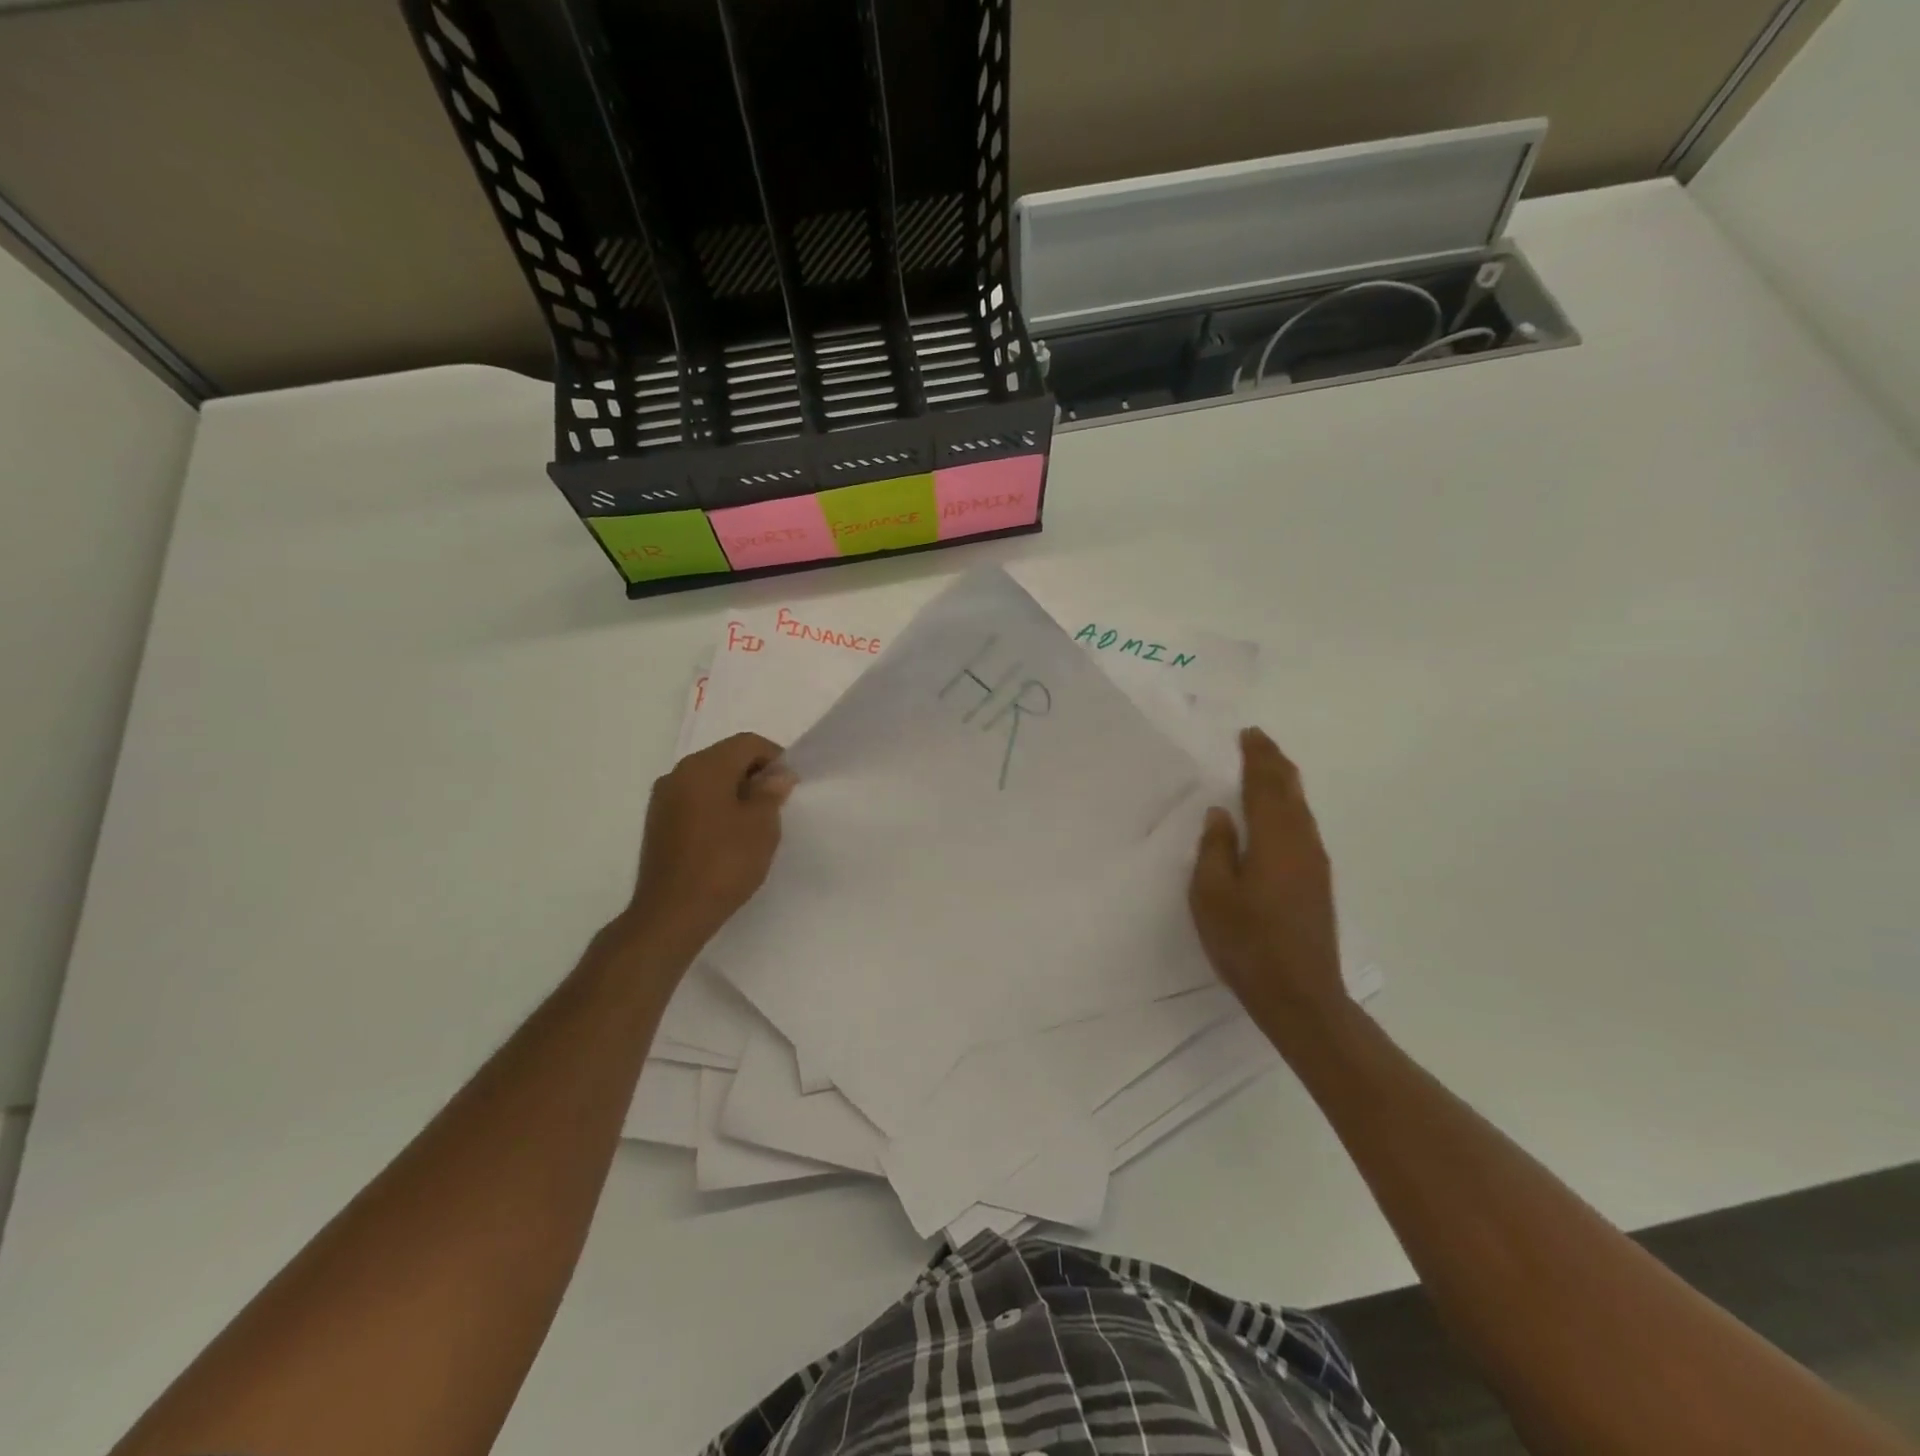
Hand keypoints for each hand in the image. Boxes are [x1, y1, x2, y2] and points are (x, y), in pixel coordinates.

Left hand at [622, 732, 795, 954]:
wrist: (672, 913)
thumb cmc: (724, 863)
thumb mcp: (761, 825)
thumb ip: (771, 792)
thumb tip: (776, 775)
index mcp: (704, 767)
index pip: (747, 743)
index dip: (775, 757)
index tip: (791, 785)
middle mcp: (678, 773)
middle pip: (725, 757)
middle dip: (754, 774)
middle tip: (777, 803)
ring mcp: (663, 799)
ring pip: (708, 780)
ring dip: (734, 791)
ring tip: (754, 822)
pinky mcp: (658, 822)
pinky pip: (694, 800)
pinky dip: (715, 806)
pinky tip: (728, 835)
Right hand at [1189, 728, 1346, 1036]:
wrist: (1301, 995)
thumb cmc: (1247, 942)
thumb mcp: (1212, 895)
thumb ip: (1214, 849)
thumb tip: (1220, 814)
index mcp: (1273, 840)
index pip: (1265, 786)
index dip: (1257, 758)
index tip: (1248, 734)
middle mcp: (1301, 844)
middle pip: (1290, 791)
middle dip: (1274, 764)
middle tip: (1258, 741)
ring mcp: (1315, 864)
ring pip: (1301, 809)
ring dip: (1284, 784)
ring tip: (1268, 769)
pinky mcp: (1318, 883)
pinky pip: (1303, 827)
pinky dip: (1289, 808)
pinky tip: (1280, 816)